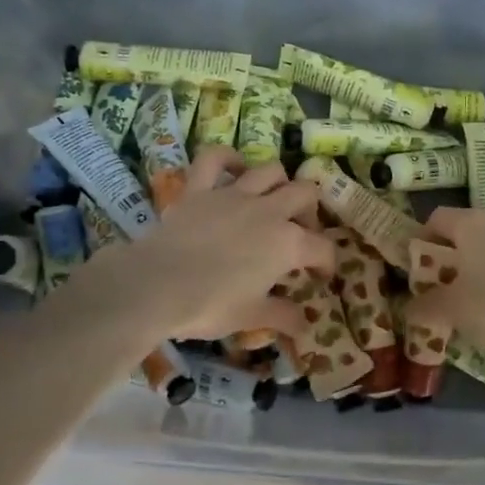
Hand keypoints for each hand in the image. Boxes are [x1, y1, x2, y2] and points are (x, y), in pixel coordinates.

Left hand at [58, 148, 337, 343]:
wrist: (157, 285)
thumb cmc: (210, 305)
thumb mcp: (251, 317)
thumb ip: (283, 317)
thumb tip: (306, 326)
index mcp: (288, 244)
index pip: (323, 248)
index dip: (327, 263)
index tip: (320, 277)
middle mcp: (268, 211)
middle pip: (305, 194)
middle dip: (310, 212)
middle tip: (300, 233)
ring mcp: (234, 194)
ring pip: (270, 170)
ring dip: (279, 183)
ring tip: (273, 201)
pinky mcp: (200, 188)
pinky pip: (215, 158)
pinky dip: (227, 158)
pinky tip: (234, 168)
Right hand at [404, 205, 484, 360]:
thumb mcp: (450, 309)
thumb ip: (425, 306)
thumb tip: (408, 309)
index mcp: (471, 222)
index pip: (437, 218)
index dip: (421, 239)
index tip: (415, 266)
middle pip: (464, 230)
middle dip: (448, 255)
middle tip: (438, 283)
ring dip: (474, 266)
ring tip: (466, 297)